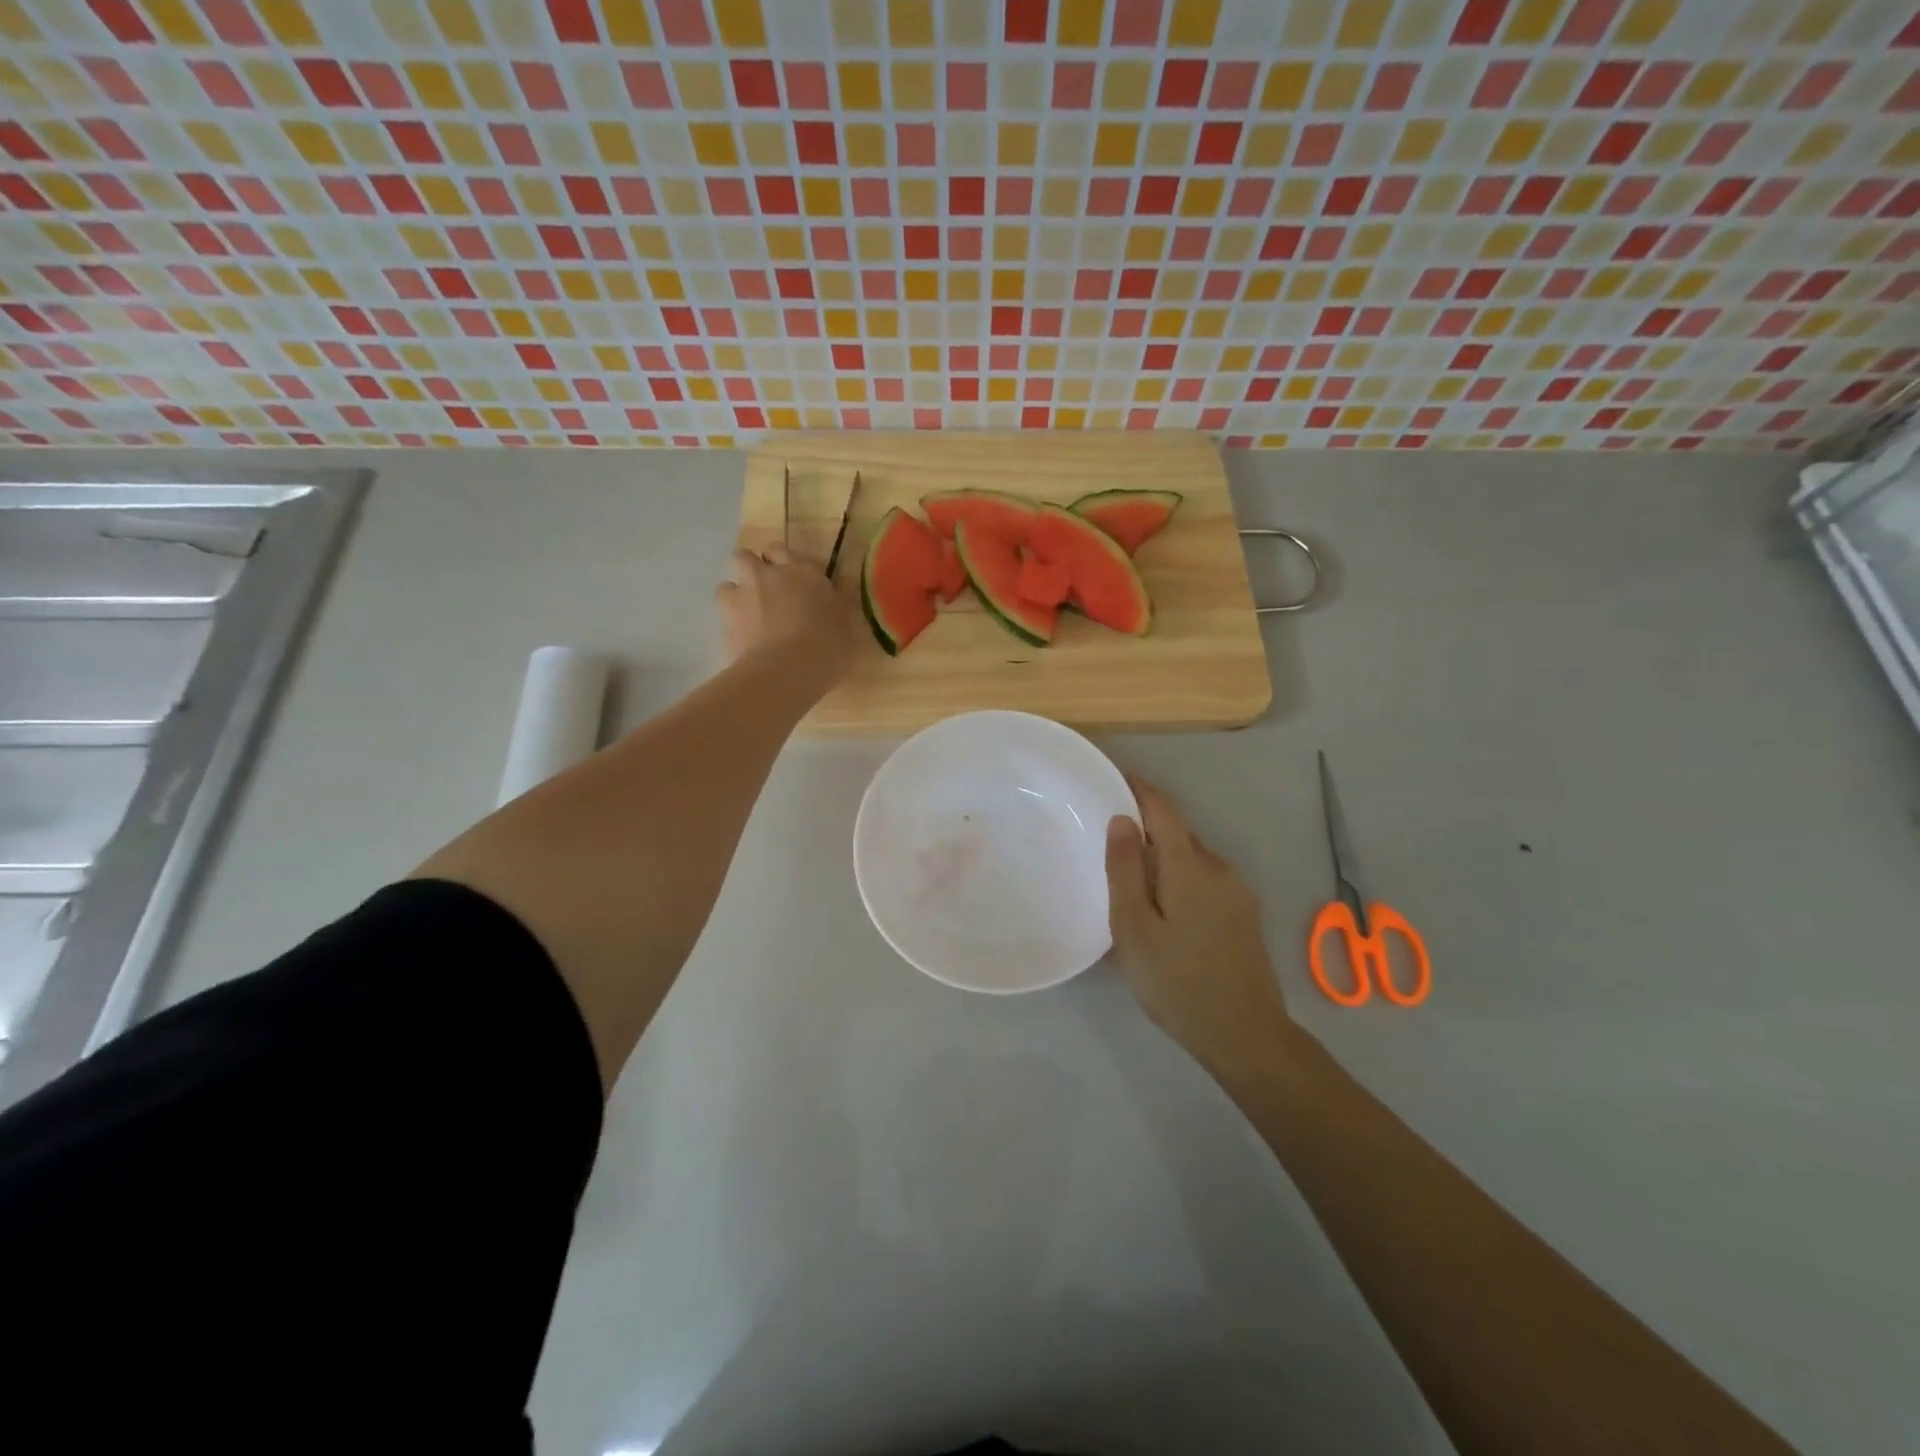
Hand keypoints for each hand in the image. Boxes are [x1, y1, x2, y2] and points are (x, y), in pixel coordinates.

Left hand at [716, 543, 851, 682]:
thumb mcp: (844, 623)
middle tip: (764, 591)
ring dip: (735, 597)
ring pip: (726, 586)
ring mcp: (740, 599)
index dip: (780, 561)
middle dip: (750, 570)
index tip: (789, 577)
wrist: (785, 671)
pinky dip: (732, 628)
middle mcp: (765, 576)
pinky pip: (724, 620)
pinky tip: (745, 644)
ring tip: (749, 618)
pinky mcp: (723, 625)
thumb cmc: (826, 644)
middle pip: (744, 558)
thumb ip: (836, 603)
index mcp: (799, 571)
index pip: (779, 550)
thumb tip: (835, 591)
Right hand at [1106, 775, 1303, 1074]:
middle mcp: (1219, 869)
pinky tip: (1162, 911)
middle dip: (1146, 828)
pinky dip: (1178, 880)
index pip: (1163, 811)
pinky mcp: (1243, 916)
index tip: (1115, 777)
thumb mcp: (1135, 928)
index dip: (1140, 789)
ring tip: (1129, 883)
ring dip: (1162, 859)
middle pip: (1178, 834)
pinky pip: (1204, 882)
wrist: (1245, 1036)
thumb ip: (1126, 870)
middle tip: (1108, 842)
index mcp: (1190, 867)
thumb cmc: (1177, 982)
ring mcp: (1237, 893)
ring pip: (1191, 860)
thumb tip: (1123, 820)